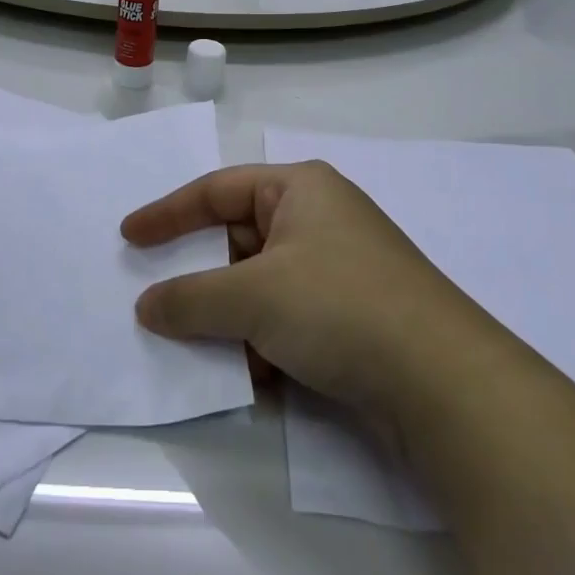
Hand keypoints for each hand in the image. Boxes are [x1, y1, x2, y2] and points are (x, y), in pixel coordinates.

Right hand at [122, 161, 471, 416]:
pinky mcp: (352, 317)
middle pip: (238, 239)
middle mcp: (319, 219)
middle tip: (159, 300)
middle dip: (202, 275)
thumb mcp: (253, 296)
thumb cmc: (339, 306)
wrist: (446, 385)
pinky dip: (263, 342)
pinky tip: (254, 377)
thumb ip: (191, 298)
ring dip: (230, 317)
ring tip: (202, 347)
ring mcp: (338, 269)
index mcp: (299, 189)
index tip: (128, 237)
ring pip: (260, 285)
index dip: (168, 213)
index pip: (216, 190)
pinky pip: (287, 318)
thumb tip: (147, 306)